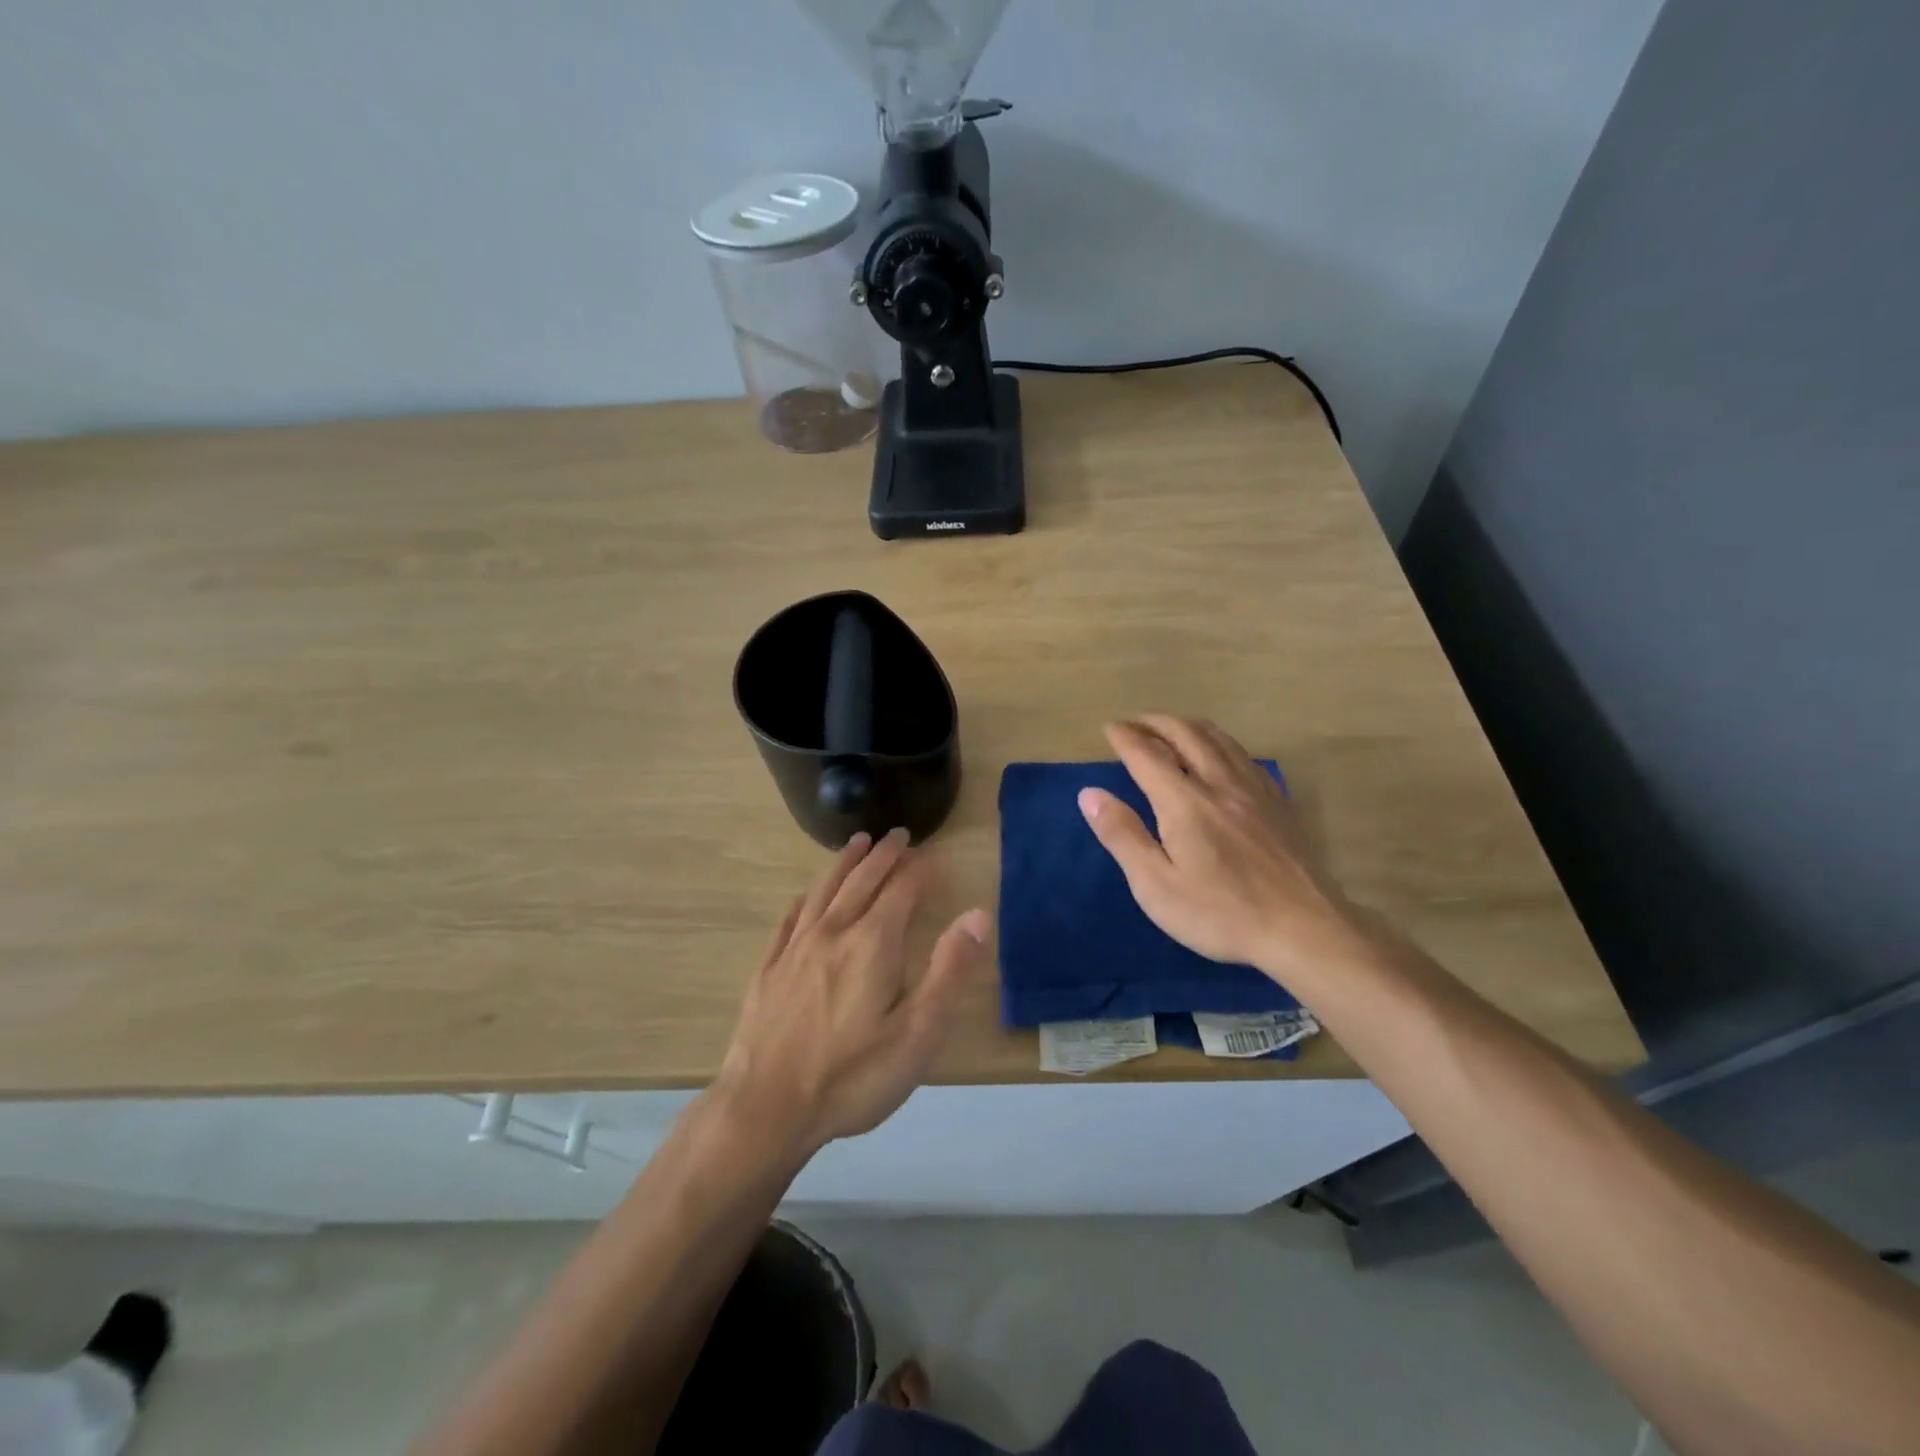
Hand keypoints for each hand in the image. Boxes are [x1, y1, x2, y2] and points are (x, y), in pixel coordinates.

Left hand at [714, 829, 991, 1156]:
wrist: (766, 1109)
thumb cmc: (852, 1076)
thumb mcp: (918, 1033)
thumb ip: (949, 970)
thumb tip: (978, 915)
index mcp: (873, 943)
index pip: (901, 890)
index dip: (918, 870)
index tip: (931, 855)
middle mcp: (833, 932)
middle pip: (862, 881)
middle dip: (884, 855)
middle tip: (897, 835)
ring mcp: (795, 949)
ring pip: (824, 891)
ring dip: (844, 864)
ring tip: (857, 843)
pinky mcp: (768, 969)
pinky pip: (789, 920)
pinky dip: (804, 899)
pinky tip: (805, 896)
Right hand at [1079, 716, 1369, 991]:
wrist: (1304, 931)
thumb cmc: (1220, 913)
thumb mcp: (1156, 885)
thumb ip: (1122, 835)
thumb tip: (1090, 793)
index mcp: (1184, 802)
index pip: (1147, 754)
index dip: (1125, 737)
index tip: (1109, 728)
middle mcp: (1220, 784)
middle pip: (1185, 734)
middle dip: (1155, 722)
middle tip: (1135, 722)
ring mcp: (1255, 791)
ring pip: (1220, 740)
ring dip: (1189, 726)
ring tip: (1172, 728)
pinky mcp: (1279, 805)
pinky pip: (1246, 757)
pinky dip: (1222, 744)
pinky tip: (1222, 757)